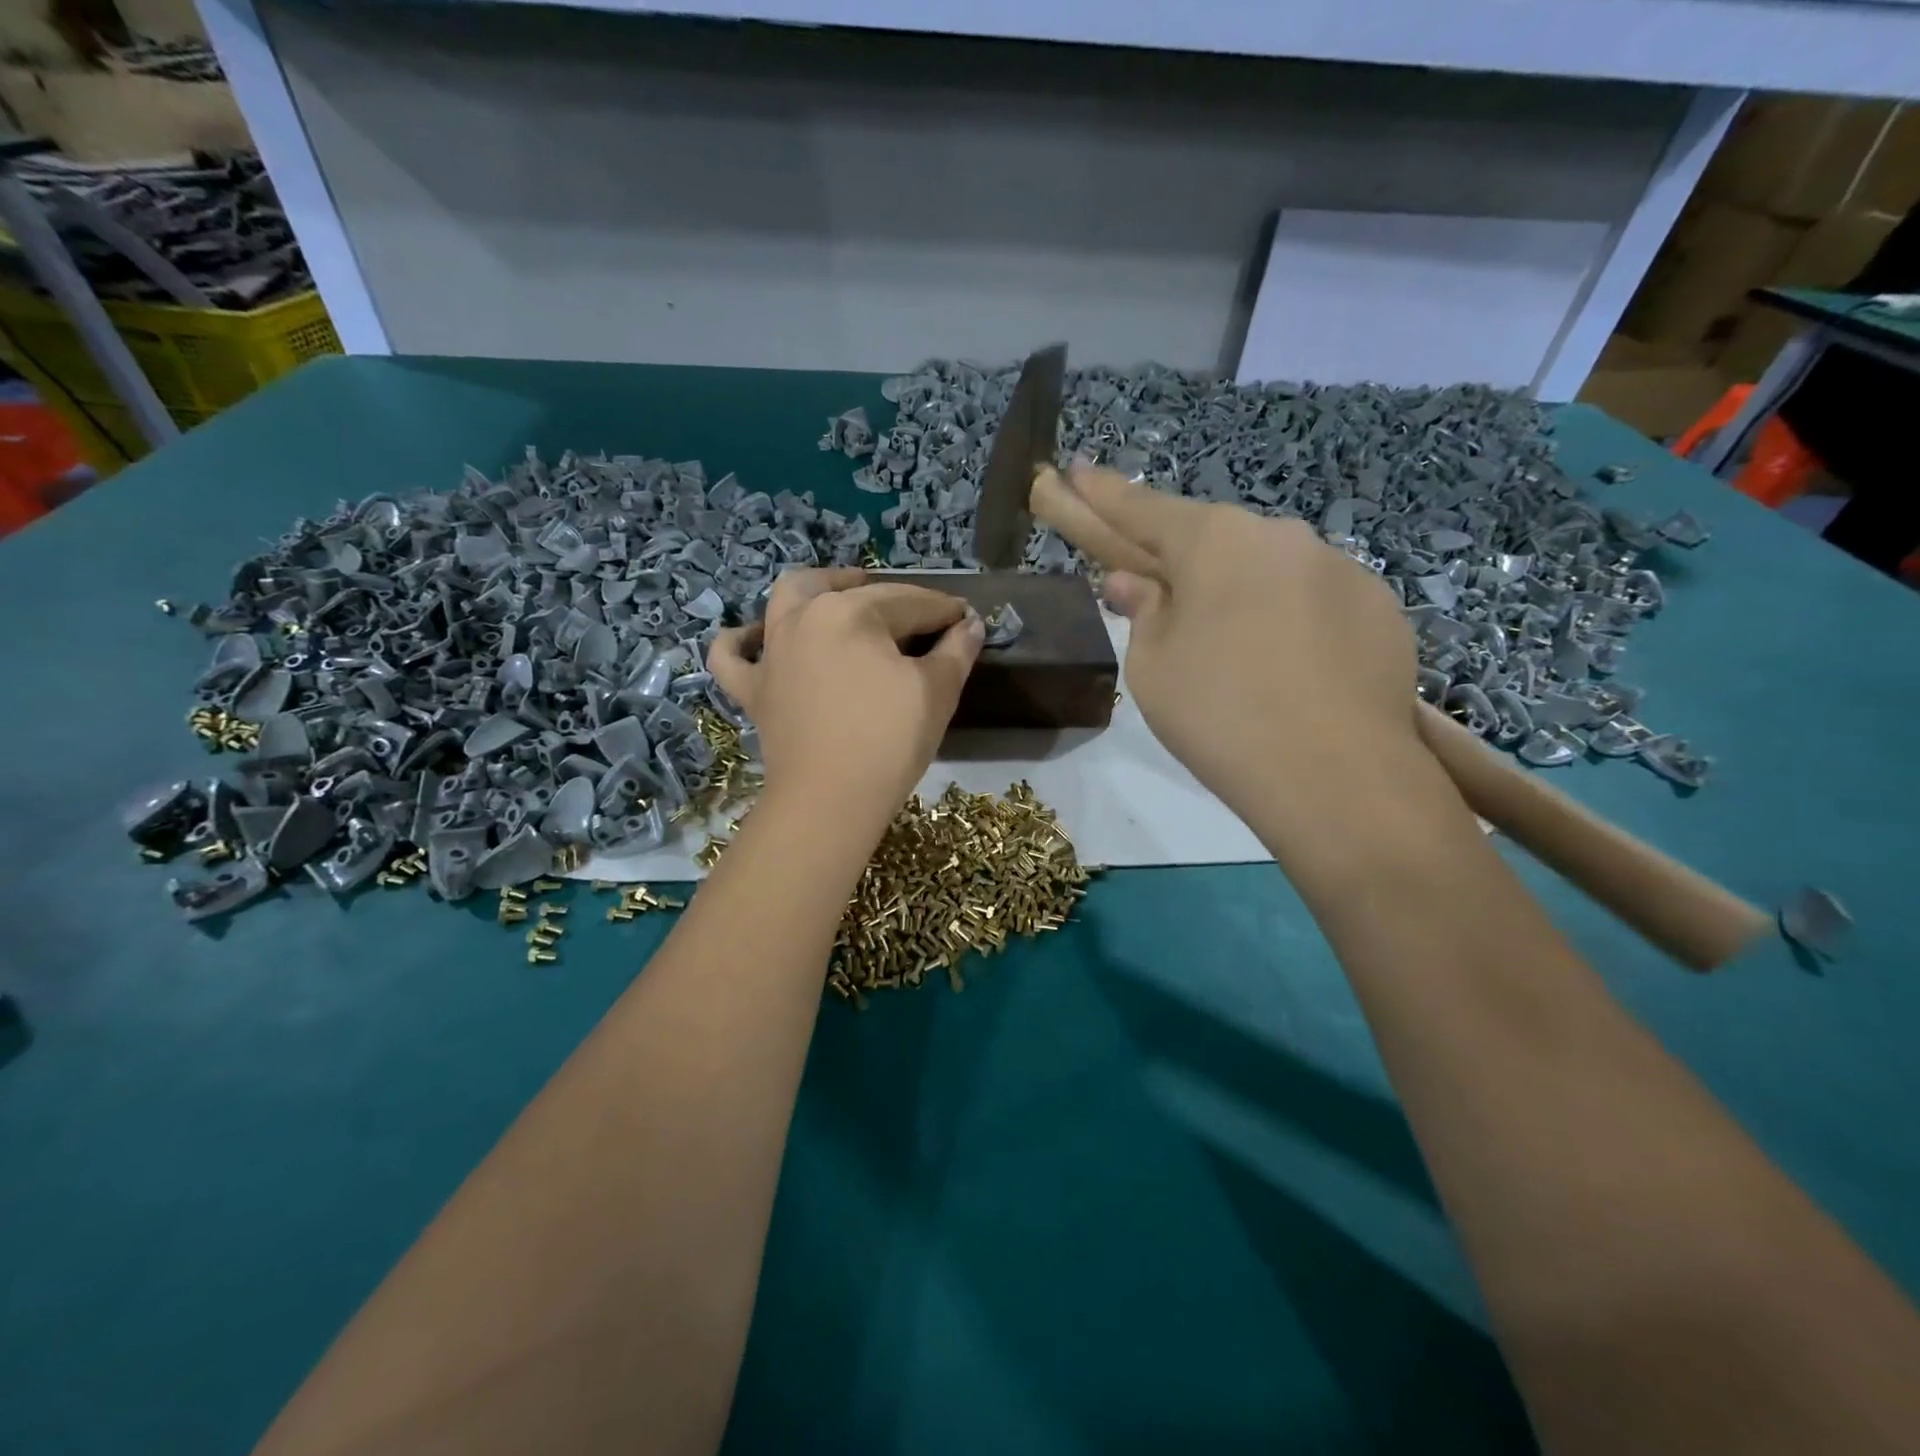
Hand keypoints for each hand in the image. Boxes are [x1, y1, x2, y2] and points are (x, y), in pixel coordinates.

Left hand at [710, 567, 984, 831]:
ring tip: (842, 594)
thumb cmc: (889, 741)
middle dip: (889, 595)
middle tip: (915, 614)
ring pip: (787, 599)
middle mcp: (803, 617)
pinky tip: (757, 638)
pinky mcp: (752, 688)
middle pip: (851, 591)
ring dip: (817, 589)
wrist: (830, 801)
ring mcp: (771, 651)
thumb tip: (971, 624)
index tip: (965, 620)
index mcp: (851, 611)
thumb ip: (956, 650)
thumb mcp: (936, 692)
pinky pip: (732, 655)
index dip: (943, 611)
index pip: (909, 602)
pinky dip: (741, 640)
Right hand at [1032, 462, 1418, 830]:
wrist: (1337, 775)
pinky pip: (1313, 602)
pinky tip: (1289, 673)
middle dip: (1182, 563)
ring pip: (1267, 572)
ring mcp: (1339, 567)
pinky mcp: (1380, 607)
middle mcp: (1279, 536)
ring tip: (1237, 659)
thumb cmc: (1219, 714)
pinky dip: (1290, 623)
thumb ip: (1142, 613)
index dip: (1102, 495)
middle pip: (1212, 541)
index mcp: (1214, 541)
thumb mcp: (1153, 668)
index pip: (1142, 510)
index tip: (1074, 469)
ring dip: (1241, 596)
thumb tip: (1134, 583)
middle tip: (1166, 602)